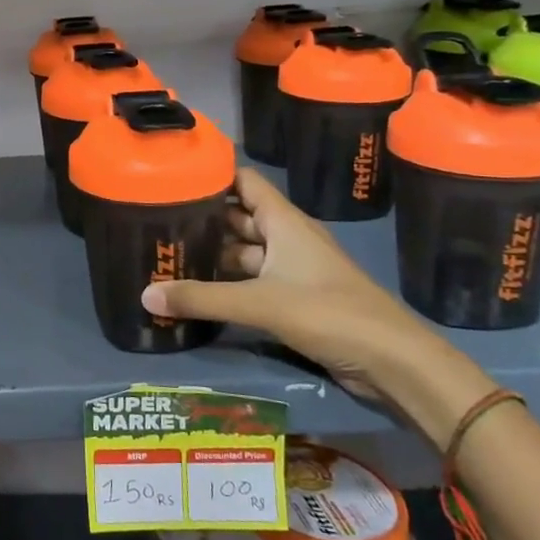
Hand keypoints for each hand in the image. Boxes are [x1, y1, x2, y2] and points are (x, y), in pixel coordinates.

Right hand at [141, 169, 494, 440]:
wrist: (394, 363)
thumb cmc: (330, 314)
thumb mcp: (260, 303)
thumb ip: (202, 299)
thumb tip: (144, 296)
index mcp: (284, 222)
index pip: (243, 182)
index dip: (212, 176)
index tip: (172, 178)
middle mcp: (287, 239)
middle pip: (239, 218)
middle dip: (203, 220)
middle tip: (157, 223)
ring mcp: (293, 271)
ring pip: (245, 253)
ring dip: (213, 256)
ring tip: (169, 258)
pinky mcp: (296, 300)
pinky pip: (253, 283)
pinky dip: (228, 285)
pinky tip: (199, 293)